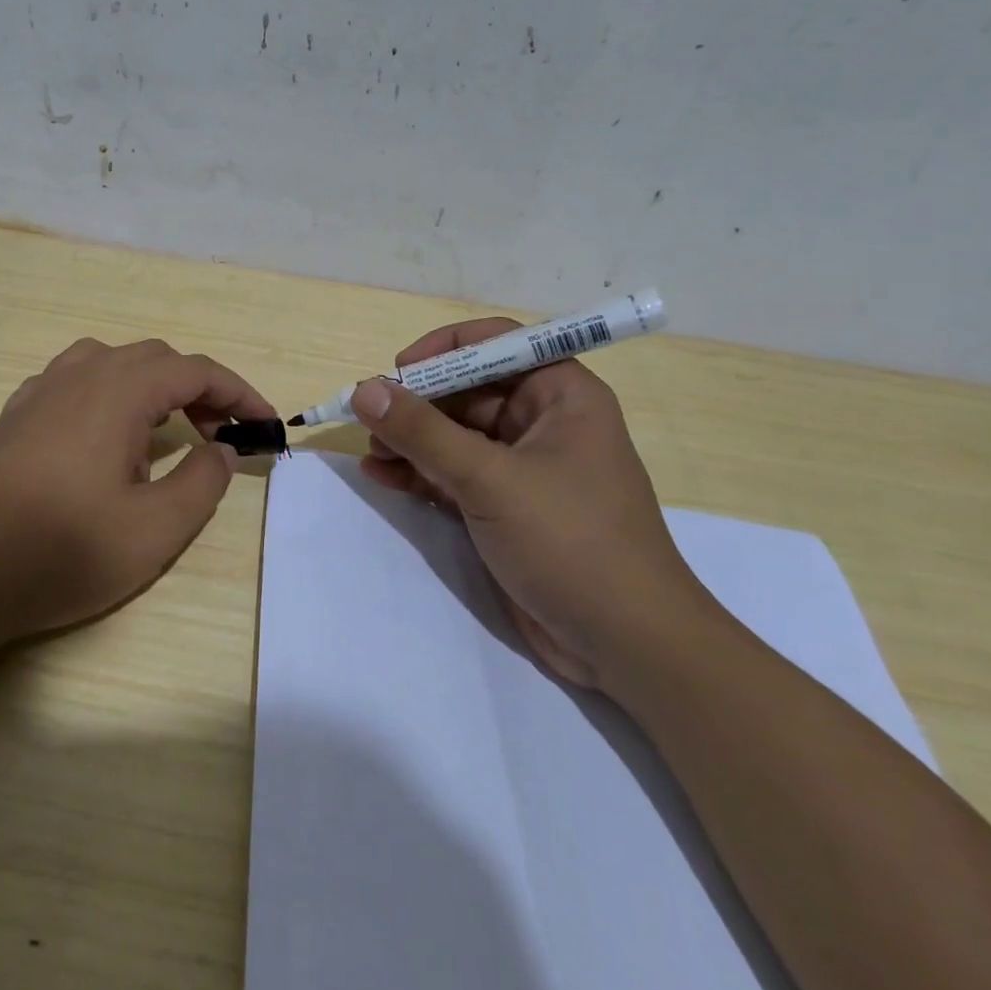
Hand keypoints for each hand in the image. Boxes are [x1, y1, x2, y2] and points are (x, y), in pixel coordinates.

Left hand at [0, 337, 275, 648]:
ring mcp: (40, 392)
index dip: (239, 392)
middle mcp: (79, 375)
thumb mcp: (154, 531)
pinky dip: (109, 395)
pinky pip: (74, 382)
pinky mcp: (15, 416)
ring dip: (151, 387)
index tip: (266, 424)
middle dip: (198, 390)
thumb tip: (219, 448)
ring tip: (163, 432)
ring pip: (112, 363)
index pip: (195, 370)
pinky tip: (103, 438)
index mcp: (118, 390)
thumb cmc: (61, 552)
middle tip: (221, 436)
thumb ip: (202, 482)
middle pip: (155, 359)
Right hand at [355, 318, 717, 695]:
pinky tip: (380, 477)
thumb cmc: (571, 542)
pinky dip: (418, 473)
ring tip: (371, 456)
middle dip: (417, 404)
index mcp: (560, 395)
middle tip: (370, 422)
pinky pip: (453, 474)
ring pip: (455, 435)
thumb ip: (423, 432)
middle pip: (467, 390)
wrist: (626, 646)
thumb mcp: (491, 480)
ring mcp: (522, 467)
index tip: (398, 372)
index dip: (444, 350)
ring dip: (411, 441)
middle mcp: (542, 422)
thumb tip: (365, 390)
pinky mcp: (505, 507)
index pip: (496, 344)